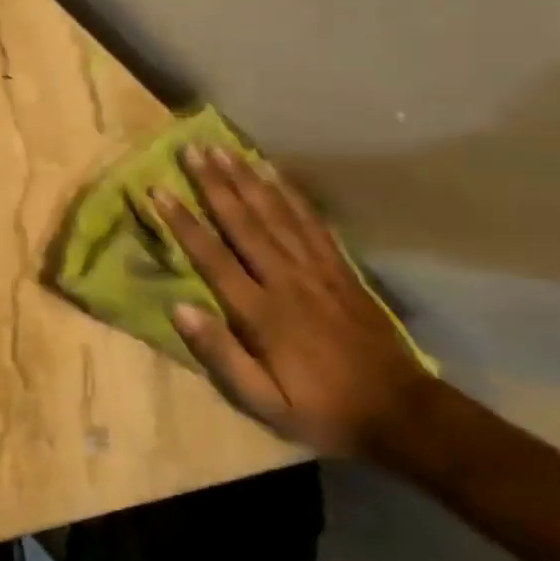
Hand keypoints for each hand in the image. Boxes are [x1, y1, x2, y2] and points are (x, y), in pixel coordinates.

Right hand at [152, 145, 433, 457]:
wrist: (400, 412)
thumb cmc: (321, 410)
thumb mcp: (263, 402)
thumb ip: (220, 355)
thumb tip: (178, 308)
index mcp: (262, 312)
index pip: (213, 257)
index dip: (183, 222)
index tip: (159, 190)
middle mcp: (287, 279)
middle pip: (244, 222)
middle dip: (214, 183)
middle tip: (191, 149)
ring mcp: (317, 269)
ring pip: (276, 212)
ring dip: (246, 178)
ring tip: (224, 148)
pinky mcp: (340, 267)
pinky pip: (311, 221)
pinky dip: (290, 192)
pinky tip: (274, 171)